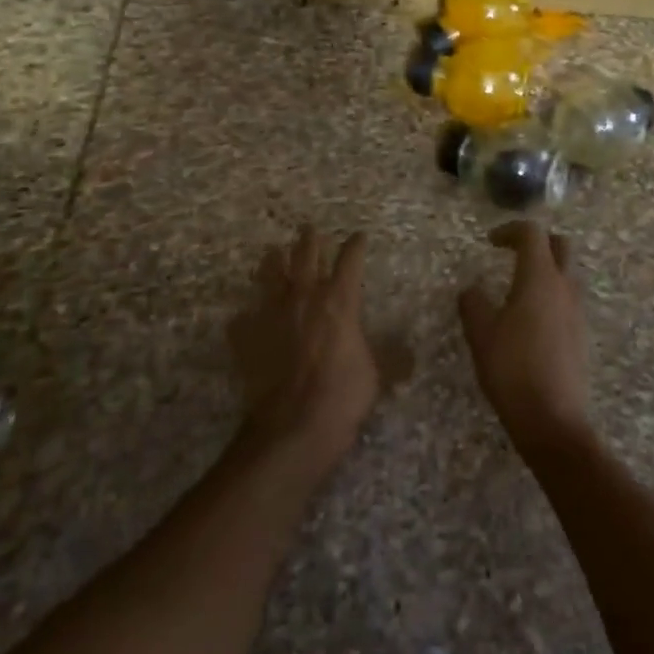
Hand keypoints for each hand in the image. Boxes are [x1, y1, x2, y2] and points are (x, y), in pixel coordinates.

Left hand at [230, 226, 378, 466]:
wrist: (293, 425)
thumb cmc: (343, 395)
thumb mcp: (376, 374)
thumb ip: (389, 358)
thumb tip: (410, 356)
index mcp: (339, 301)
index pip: (350, 261)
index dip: (355, 246)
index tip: (359, 236)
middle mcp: (304, 298)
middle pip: (305, 257)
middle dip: (309, 241)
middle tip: (308, 228)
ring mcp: (271, 315)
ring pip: (269, 277)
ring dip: (272, 263)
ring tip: (272, 253)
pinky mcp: (247, 338)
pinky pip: (243, 321)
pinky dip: (245, 317)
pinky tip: (244, 318)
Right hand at [458, 222, 592, 455]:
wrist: (553, 421)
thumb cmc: (512, 369)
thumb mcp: (480, 334)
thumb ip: (473, 303)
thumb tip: (472, 290)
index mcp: (539, 278)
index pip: (532, 234)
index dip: (510, 230)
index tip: (490, 242)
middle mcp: (564, 287)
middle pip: (560, 246)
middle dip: (537, 242)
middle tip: (512, 253)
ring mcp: (577, 312)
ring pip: (567, 273)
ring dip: (546, 269)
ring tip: (518, 288)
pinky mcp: (581, 335)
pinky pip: (568, 300)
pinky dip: (551, 295)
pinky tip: (530, 320)